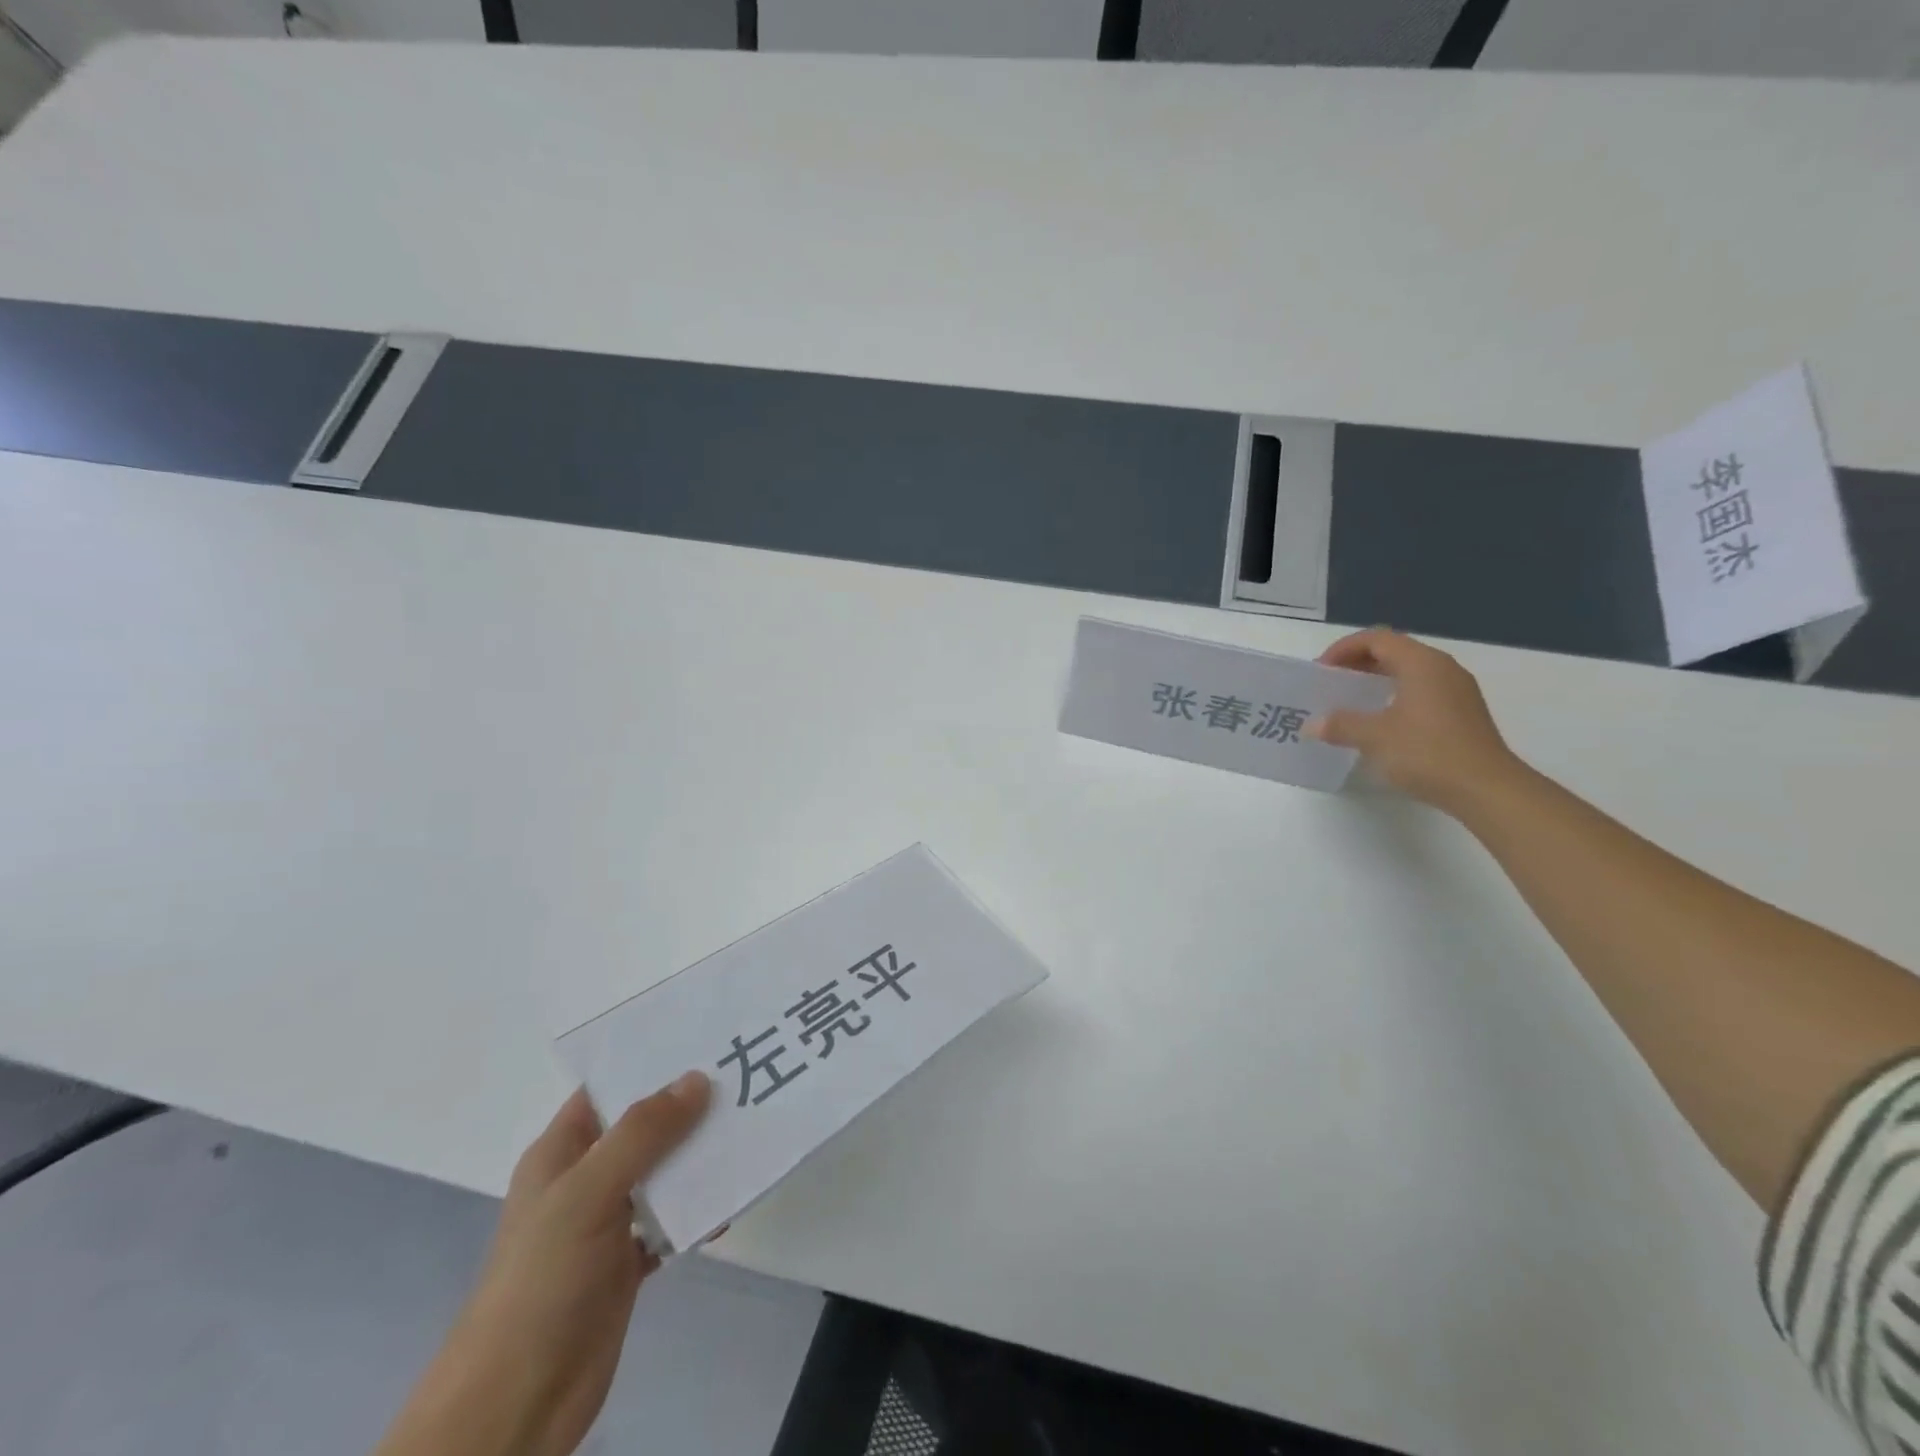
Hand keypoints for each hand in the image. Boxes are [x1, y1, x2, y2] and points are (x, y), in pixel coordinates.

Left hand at [375, 1073, 710, 1455]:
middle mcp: (584, 1179)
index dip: (649, 1063)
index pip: (608, 1089)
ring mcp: (606, 1222)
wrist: (516, 1402)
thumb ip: (643, 1133)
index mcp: (561, 1152)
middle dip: (689, 1108)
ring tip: (750, 1133)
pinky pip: (671, 1222)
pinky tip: (728, 1207)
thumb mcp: (588, 1192)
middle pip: (644, 1128)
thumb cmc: (542, 1280)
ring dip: (699, 1159)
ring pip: (662, 1173)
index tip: (704, 1039)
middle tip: (743, 1080)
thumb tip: (697, 1079)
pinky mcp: (626, 1263)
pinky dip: (697, 1213)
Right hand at [1308, 629, 1521, 814]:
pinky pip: (1421, 690)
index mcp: (1421, 663)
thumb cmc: (1428, 753)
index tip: (1321, 670)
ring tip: (1350, 702)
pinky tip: (1380, 721)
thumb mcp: (1374, 737)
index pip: (1376, 639)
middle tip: (1331, 684)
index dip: (1343, 649)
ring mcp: (1457, 690)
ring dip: (1376, 680)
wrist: (1487, 789)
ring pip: (1409, 671)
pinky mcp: (1463, 713)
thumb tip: (1311, 725)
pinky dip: (1394, 695)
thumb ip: (1340, 725)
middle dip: (1358, 663)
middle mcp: (1442, 668)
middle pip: (1394, 651)